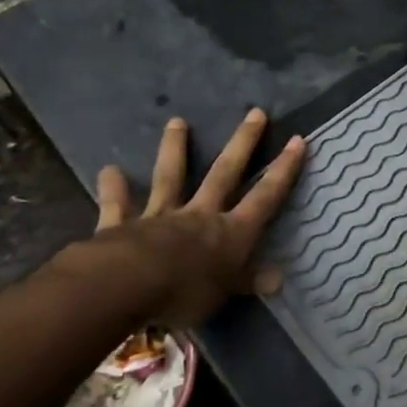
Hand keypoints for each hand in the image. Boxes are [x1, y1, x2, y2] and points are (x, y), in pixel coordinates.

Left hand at [52, 109, 306, 327]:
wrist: (128, 285)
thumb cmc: (185, 292)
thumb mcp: (226, 294)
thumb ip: (248, 282)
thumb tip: (279, 280)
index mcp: (231, 233)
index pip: (265, 197)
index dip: (283, 170)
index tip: (297, 140)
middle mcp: (200, 215)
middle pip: (225, 173)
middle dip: (243, 143)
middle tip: (255, 112)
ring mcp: (161, 216)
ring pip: (170, 177)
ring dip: (174, 149)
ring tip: (177, 121)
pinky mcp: (123, 224)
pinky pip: (118, 205)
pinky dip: (114, 188)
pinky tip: (108, 170)